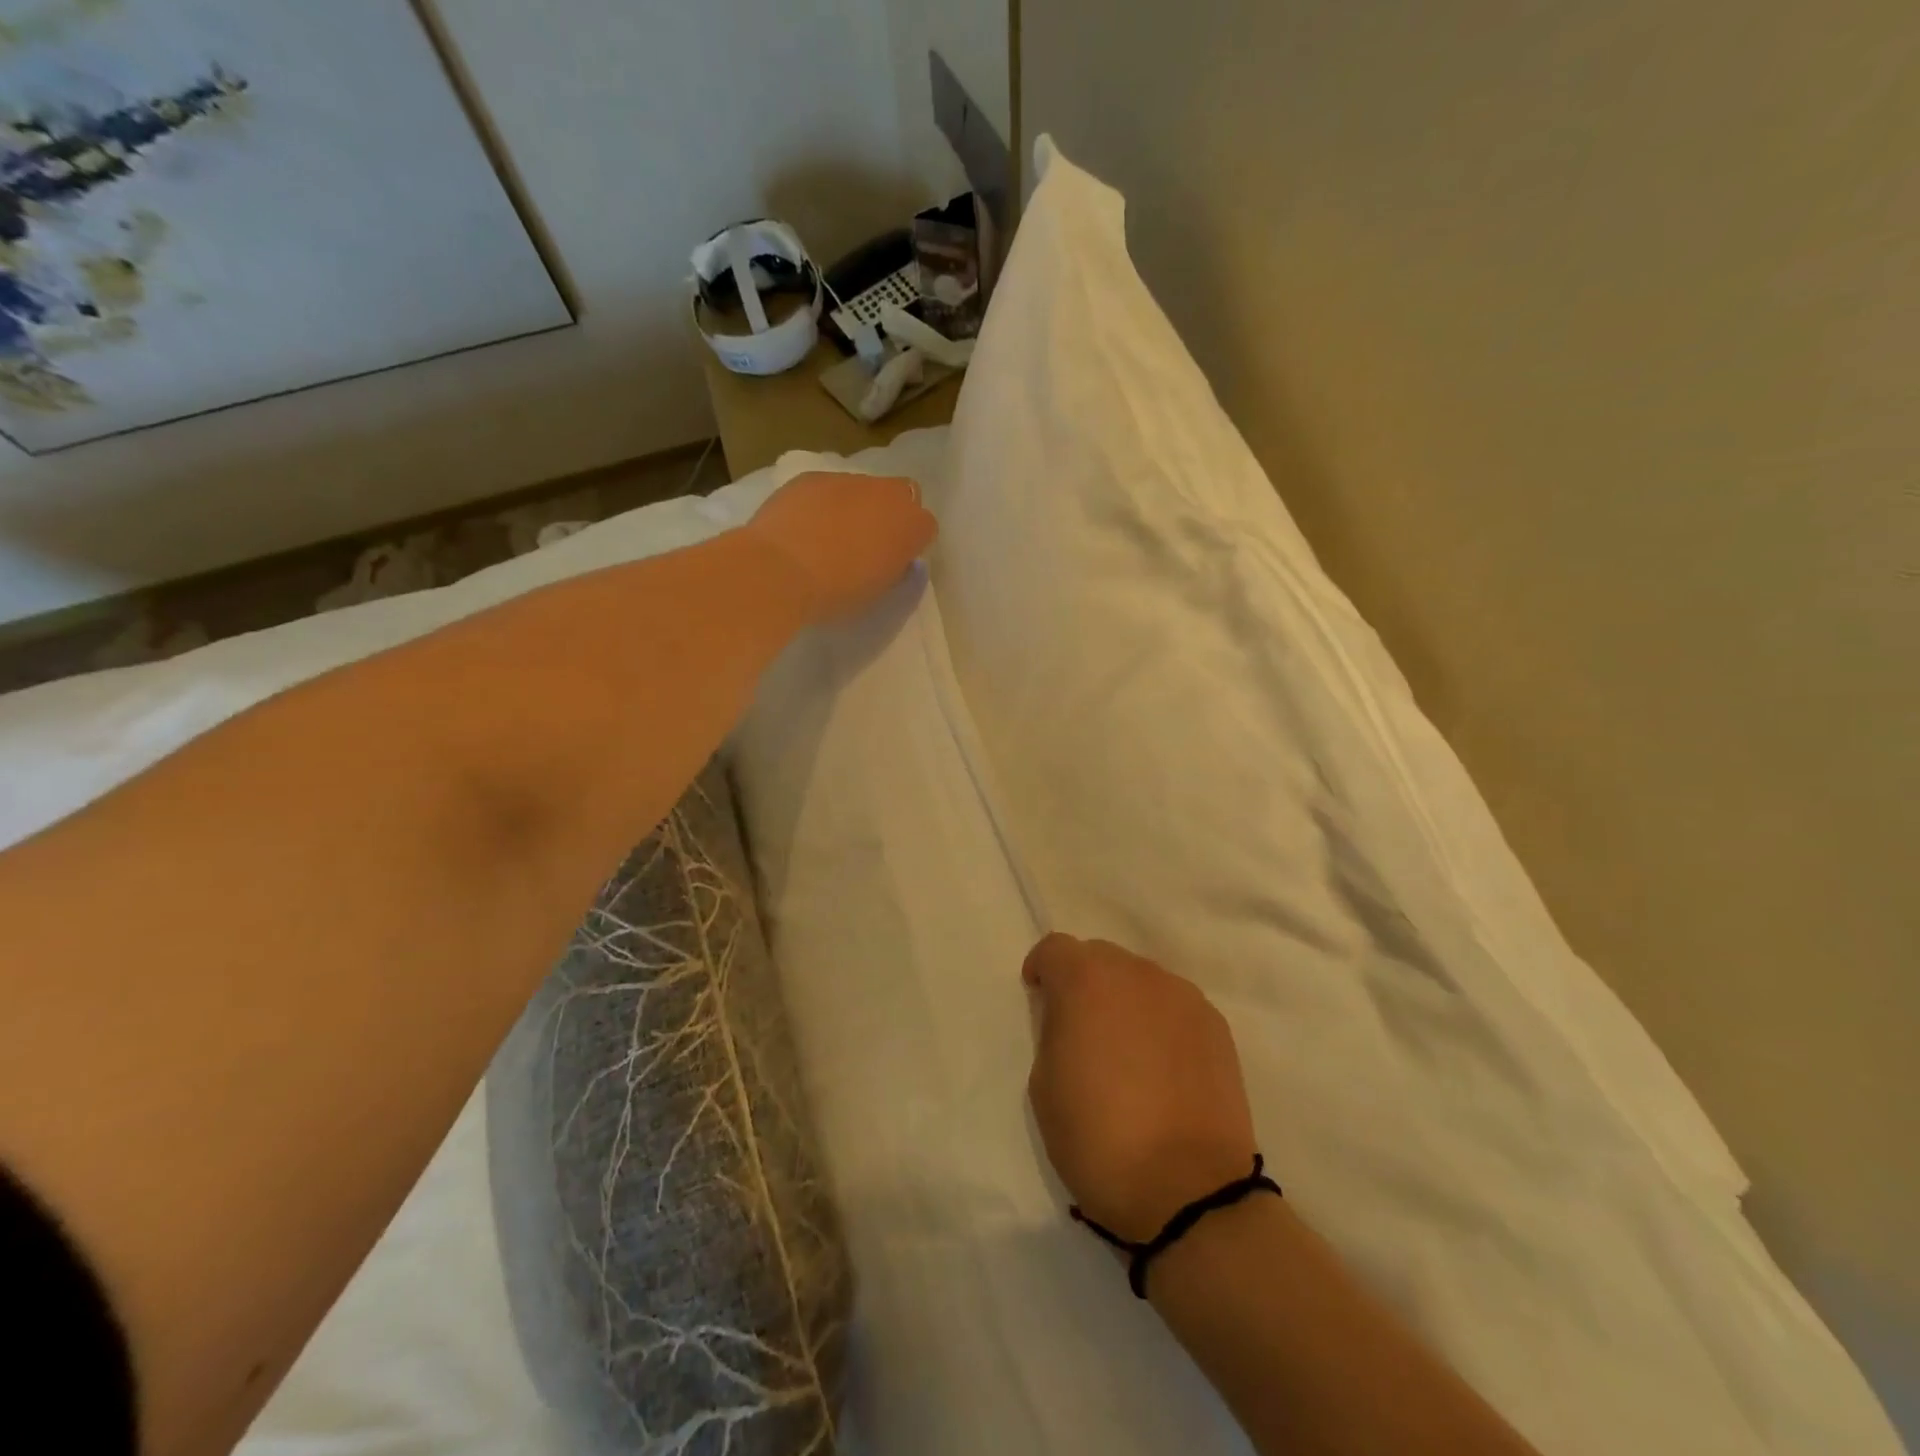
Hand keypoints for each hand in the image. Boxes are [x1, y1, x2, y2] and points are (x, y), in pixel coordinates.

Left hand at [742, 471, 935, 622]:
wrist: (780, 570)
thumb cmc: (838, 593)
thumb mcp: (879, 592)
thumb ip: (894, 569)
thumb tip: (894, 558)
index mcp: (911, 525)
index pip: (926, 527)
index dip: (911, 544)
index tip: (894, 562)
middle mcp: (886, 493)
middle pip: (901, 496)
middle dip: (890, 514)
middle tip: (868, 543)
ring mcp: (847, 479)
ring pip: (863, 488)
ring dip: (856, 506)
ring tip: (829, 536)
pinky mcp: (811, 476)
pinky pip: (827, 488)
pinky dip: (822, 503)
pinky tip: (803, 527)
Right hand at [1024, 934, 1257, 1242]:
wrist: (1187, 1191)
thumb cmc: (1098, 1138)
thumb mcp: (1044, 1083)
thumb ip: (1054, 1030)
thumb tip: (1071, 1018)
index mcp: (1087, 980)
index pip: (1055, 948)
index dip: (1042, 970)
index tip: (1039, 998)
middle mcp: (1137, 973)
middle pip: (1101, 957)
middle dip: (1084, 982)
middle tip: (1081, 1028)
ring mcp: (1182, 996)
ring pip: (1141, 980)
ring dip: (1125, 1000)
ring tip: (1127, 1050)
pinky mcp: (1215, 1025)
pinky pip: (1174, 1006)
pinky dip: (1160, 1022)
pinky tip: (1161, 1067)